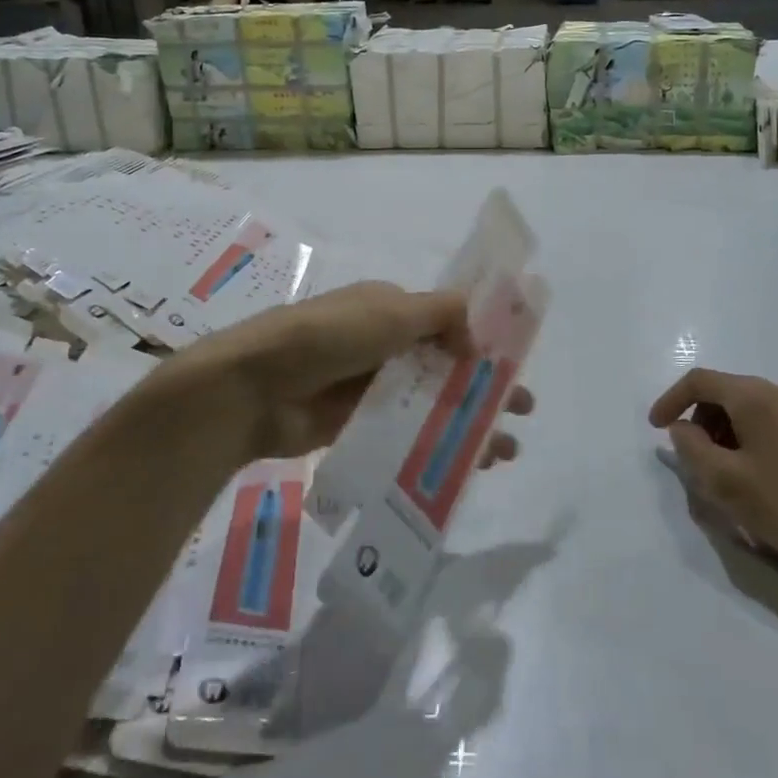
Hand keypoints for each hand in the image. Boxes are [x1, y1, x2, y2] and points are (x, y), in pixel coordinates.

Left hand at [215, 281, 529, 465]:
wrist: (254, 387)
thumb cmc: (327, 337)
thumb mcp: (389, 312)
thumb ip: (441, 316)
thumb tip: (478, 335)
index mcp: (391, 310)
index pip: (448, 321)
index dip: (485, 340)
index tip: (517, 363)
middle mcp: (384, 345)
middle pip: (447, 366)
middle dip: (485, 387)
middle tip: (523, 410)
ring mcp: (370, 388)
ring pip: (431, 403)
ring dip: (468, 422)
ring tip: (503, 451)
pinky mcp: (357, 425)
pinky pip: (406, 433)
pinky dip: (435, 445)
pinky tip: (465, 467)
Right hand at [649, 368, 777, 592]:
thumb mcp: (725, 481)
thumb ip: (691, 448)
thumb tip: (683, 429)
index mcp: (756, 397)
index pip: (700, 381)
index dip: (670, 400)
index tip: (656, 429)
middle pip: (724, 393)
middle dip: (699, 421)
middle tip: (692, 460)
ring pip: (748, 411)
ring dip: (723, 434)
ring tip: (722, 475)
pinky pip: (770, 426)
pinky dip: (748, 442)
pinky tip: (754, 480)